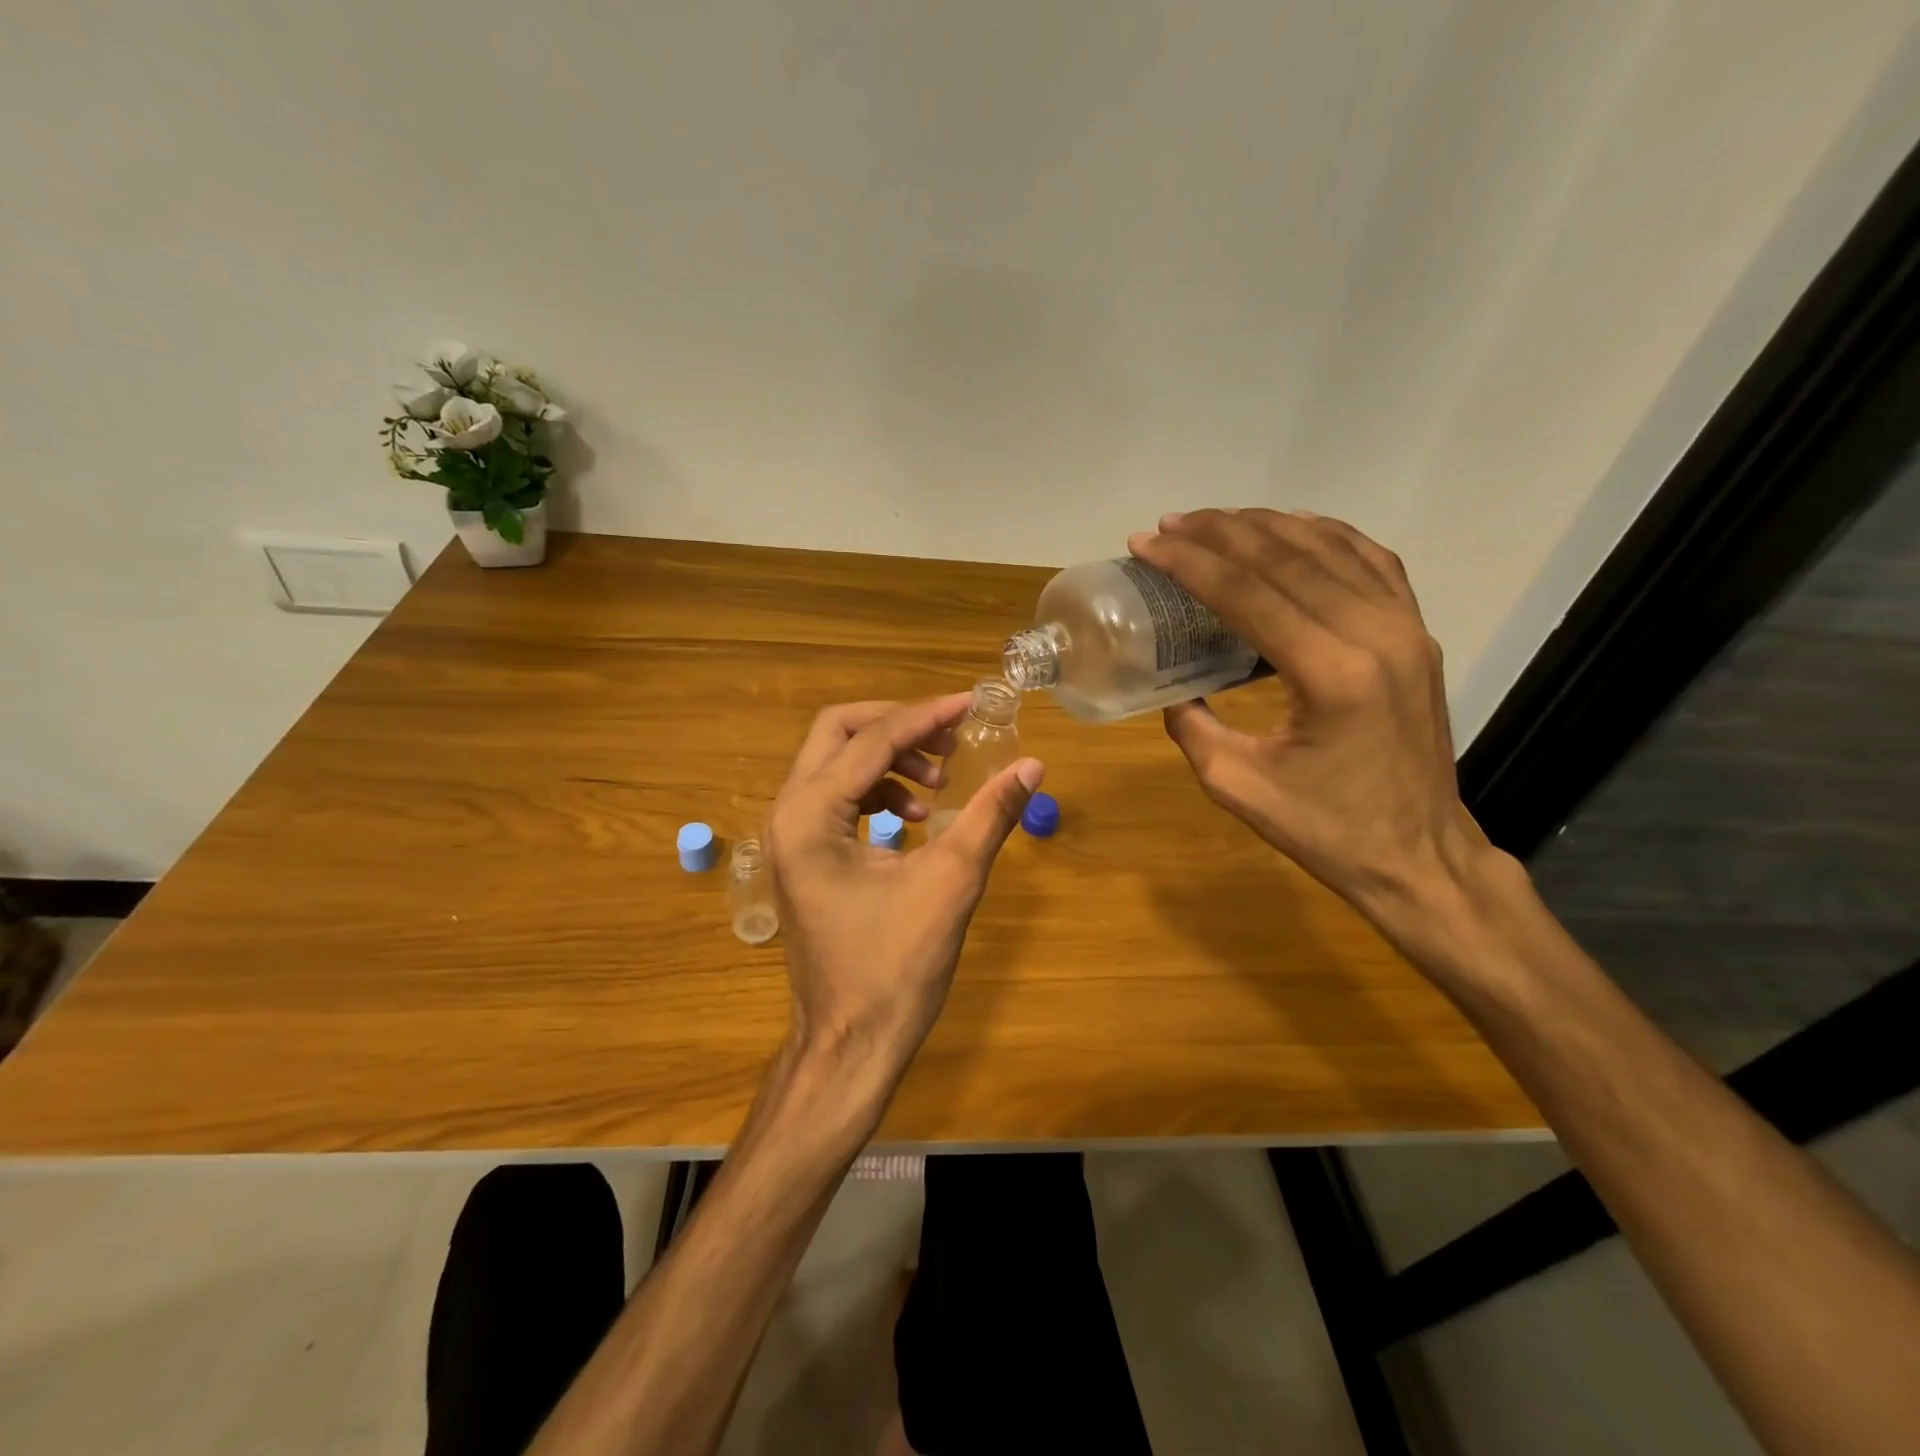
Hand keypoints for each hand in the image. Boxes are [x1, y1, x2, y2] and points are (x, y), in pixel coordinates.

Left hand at [764, 694, 1043, 1097]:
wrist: (850, 1044)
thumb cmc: (894, 969)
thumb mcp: (950, 883)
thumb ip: (990, 815)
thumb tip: (1032, 765)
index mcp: (809, 816)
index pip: (872, 740)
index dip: (926, 715)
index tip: (972, 702)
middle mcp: (788, 814)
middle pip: (837, 733)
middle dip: (897, 726)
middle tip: (950, 739)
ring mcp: (791, 837)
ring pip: (836, 763)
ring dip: (890, 759)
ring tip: (941, 785)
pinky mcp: (805, 856)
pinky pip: (839, 798)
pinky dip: (880, 791)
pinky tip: (920, 818)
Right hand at [1128, 509, 1497, 940]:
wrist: (1419, 855)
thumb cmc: (1327, 830)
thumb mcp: (1236, 785)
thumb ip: (1192, 726)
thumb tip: (1173, 687)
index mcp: (1330, 674)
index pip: (1247, 592)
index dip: (1189, 562)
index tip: (1146, 544)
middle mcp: (1376, 634)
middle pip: (1286, 557)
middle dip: (1219, 533)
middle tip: (1169, 525)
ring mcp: (1406, 627)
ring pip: (1329, 547)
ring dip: (1265, 525)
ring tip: (1214, 521)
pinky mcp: (1418, 633)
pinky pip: (1371, 561)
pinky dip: (1325, 535)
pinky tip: (1290, 528)